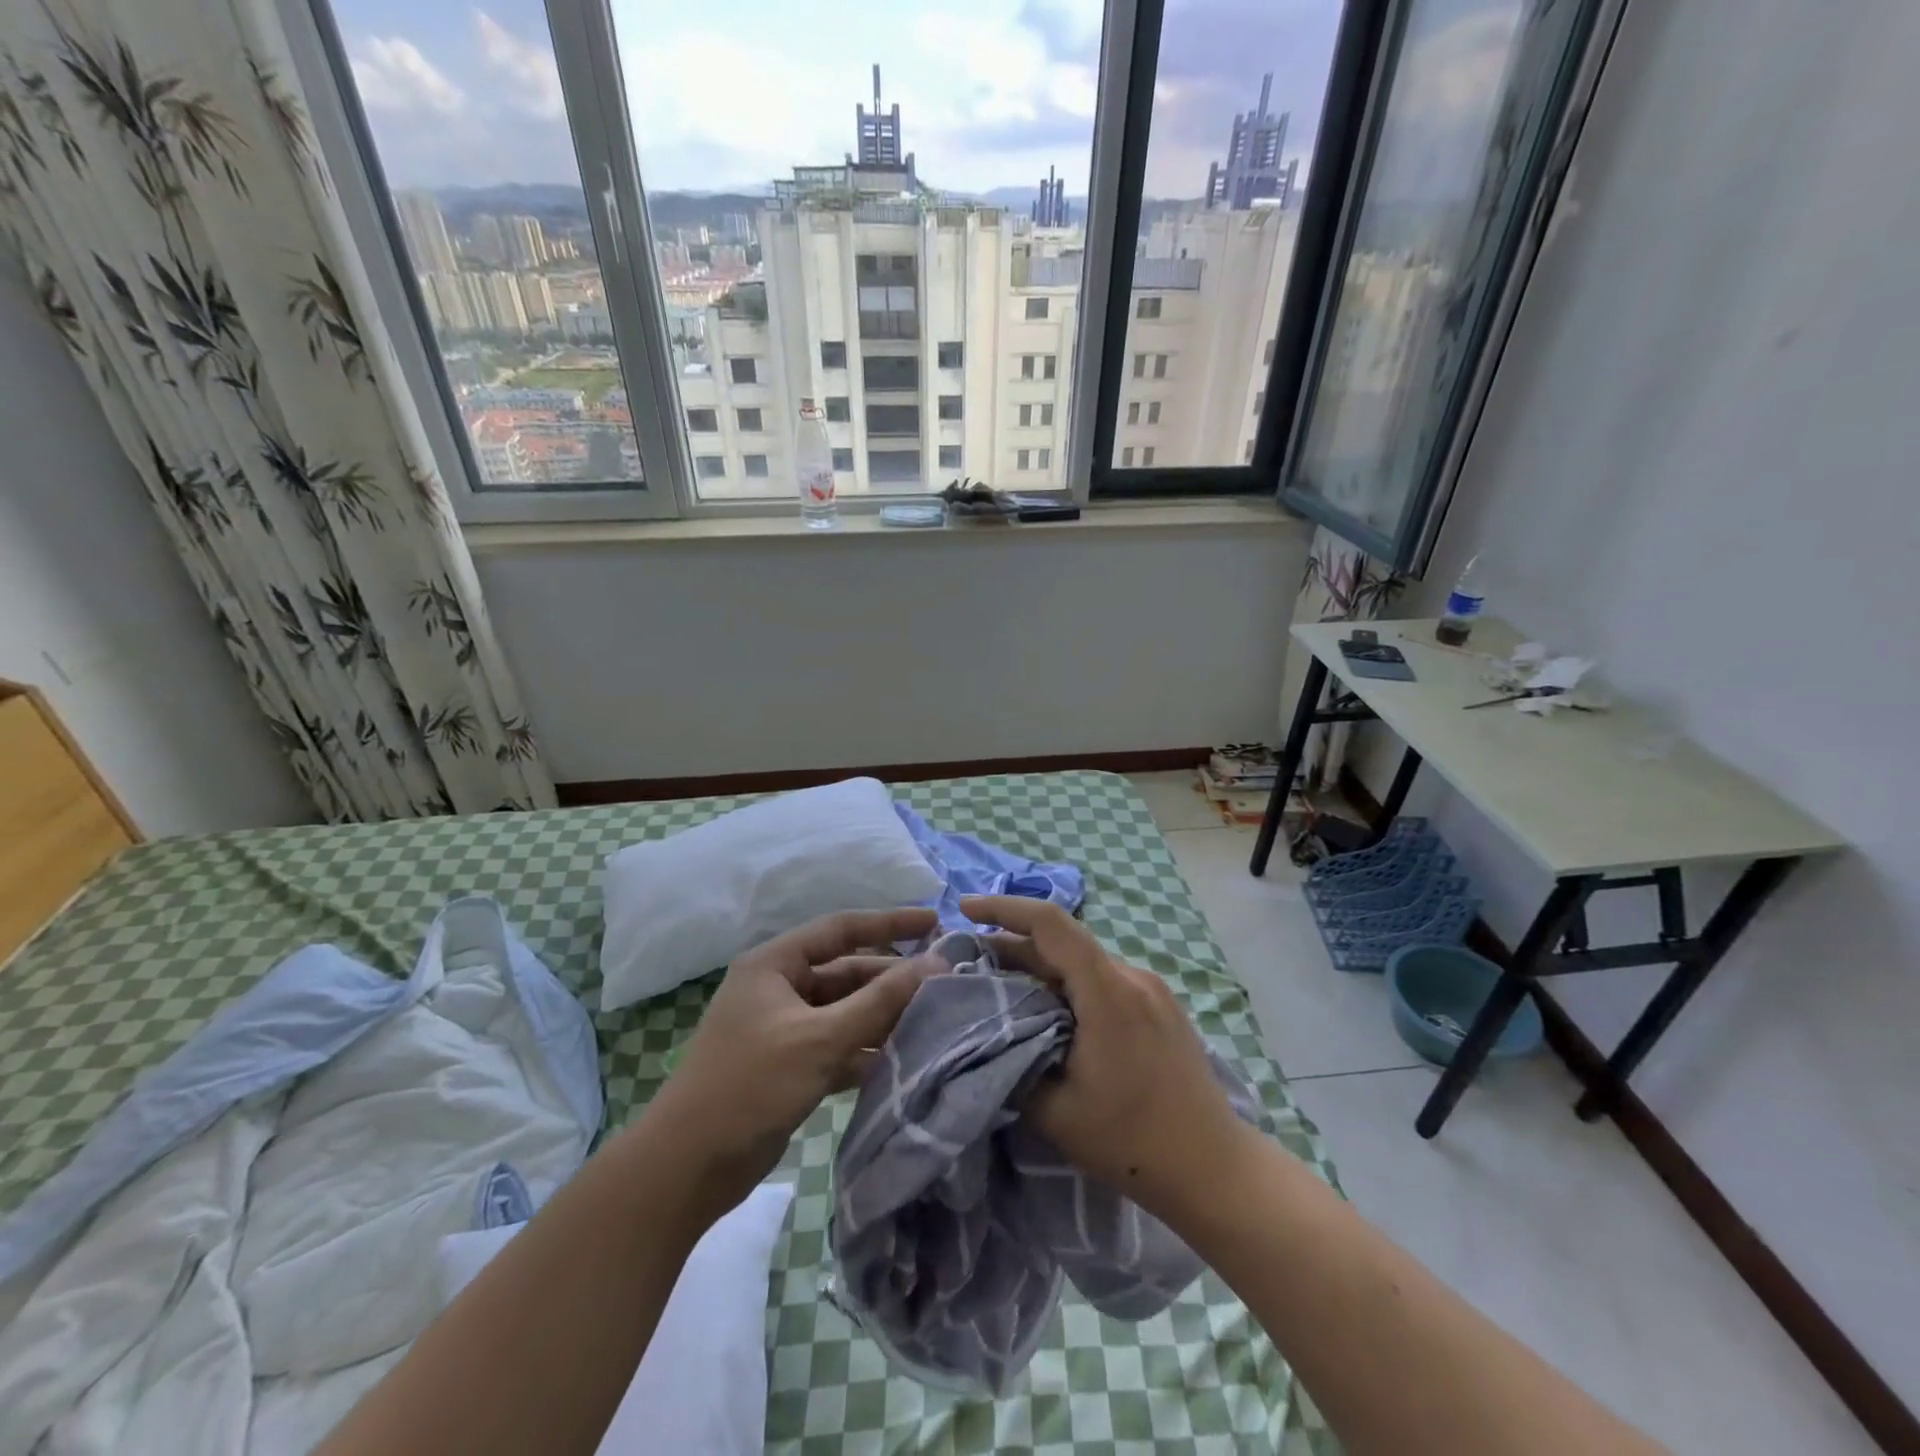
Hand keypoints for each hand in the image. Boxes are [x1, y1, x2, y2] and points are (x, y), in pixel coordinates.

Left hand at [641, 906, 940, 1221]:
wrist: (686, 1168)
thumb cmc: (750, 1086)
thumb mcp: (820, 1038)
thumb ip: (880, 1001)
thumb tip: (935, 963)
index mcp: (775, 964)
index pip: (841, 929)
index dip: (890, 923)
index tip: (935, 921)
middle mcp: (779, 988)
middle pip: (847, 973)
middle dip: (891, 979)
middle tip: (945, 983)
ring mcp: (783, 1029)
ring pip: (844, 1012)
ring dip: (883, 1016)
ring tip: (935, 1019)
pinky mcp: (788, 1066)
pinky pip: (837, 1045)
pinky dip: (865, 1049)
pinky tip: (903, 1058)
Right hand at [962, 895, 1247, 1217]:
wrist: (1215, 1168)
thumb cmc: (1131, 1141)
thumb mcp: (1055, 1112)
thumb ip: (1013, 1063)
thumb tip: (987, 1032)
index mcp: (1108, 992)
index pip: (1050, 924)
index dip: (1003, 908)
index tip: (964, 909)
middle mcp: (1132, 977)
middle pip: (1063, 942)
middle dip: (1012, 943)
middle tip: (969, 958)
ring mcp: (1151, 989)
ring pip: (1082, 961)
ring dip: (1040, 965)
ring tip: (1001, 984)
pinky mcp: (1161, 1006)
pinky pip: (1103, 978)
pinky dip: (1067, 982)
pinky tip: (1048, 1009)